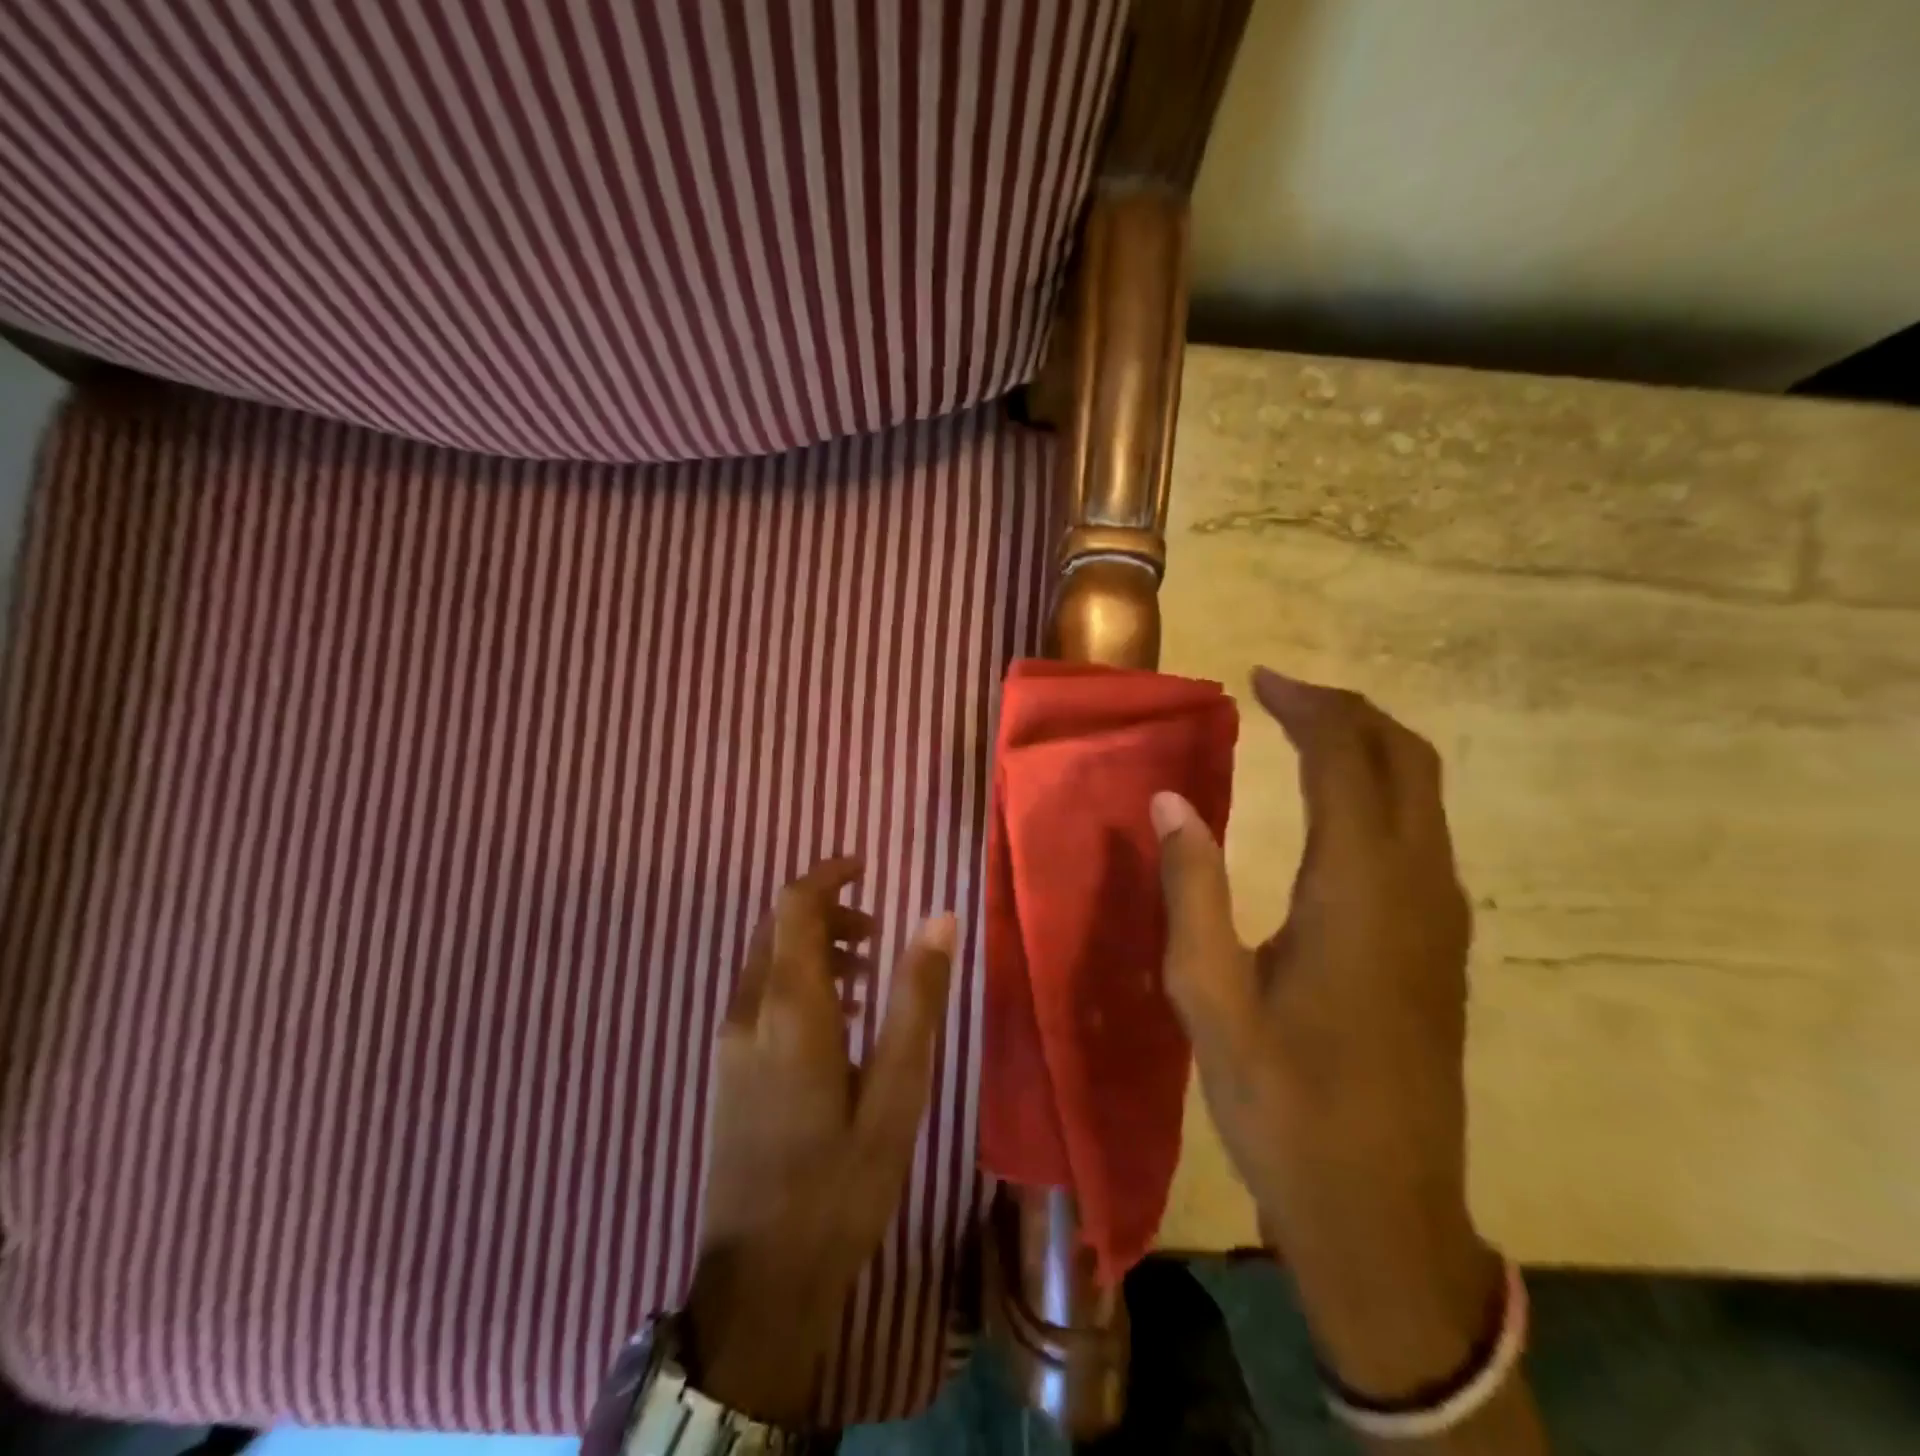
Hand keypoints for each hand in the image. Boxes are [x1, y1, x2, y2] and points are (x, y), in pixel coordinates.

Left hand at [686, 857, 955, 1426]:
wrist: (762, 1280)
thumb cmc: (840, 1182)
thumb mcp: (897, 1091)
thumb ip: (916, 999)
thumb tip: (940, 918)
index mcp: (789, 1009)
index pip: (793, 908)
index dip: (825, 876)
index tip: (863, 866)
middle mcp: (749, 1013)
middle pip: (776, 928)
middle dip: (825, 913)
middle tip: (879, 933)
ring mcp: (730, 1043)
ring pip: (766, 962)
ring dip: (813, 948)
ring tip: (868, 977)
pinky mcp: (727, 1070)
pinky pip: (760, 995)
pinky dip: (797, 981)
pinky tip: (836, 1021)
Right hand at [1151, 669, 1498, 1399]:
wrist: (1382, 1212)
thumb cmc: (1283, 1104)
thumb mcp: (1209, 999)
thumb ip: (1191, 890)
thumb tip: (1169, 800)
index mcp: (1359, 894)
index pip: (1348, 761)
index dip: (1307, 707)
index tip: (1259, 678)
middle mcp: (1417, 889)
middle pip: (1407, 759)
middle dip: (1347, 710)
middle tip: (1281, 694)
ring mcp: (1441, 919)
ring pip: (1424, 794)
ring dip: (1367, 746)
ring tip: (1300, 732)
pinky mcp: (1441, 946)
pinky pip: (1422, 833)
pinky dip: (1380, 789)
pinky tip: (1330, 808)